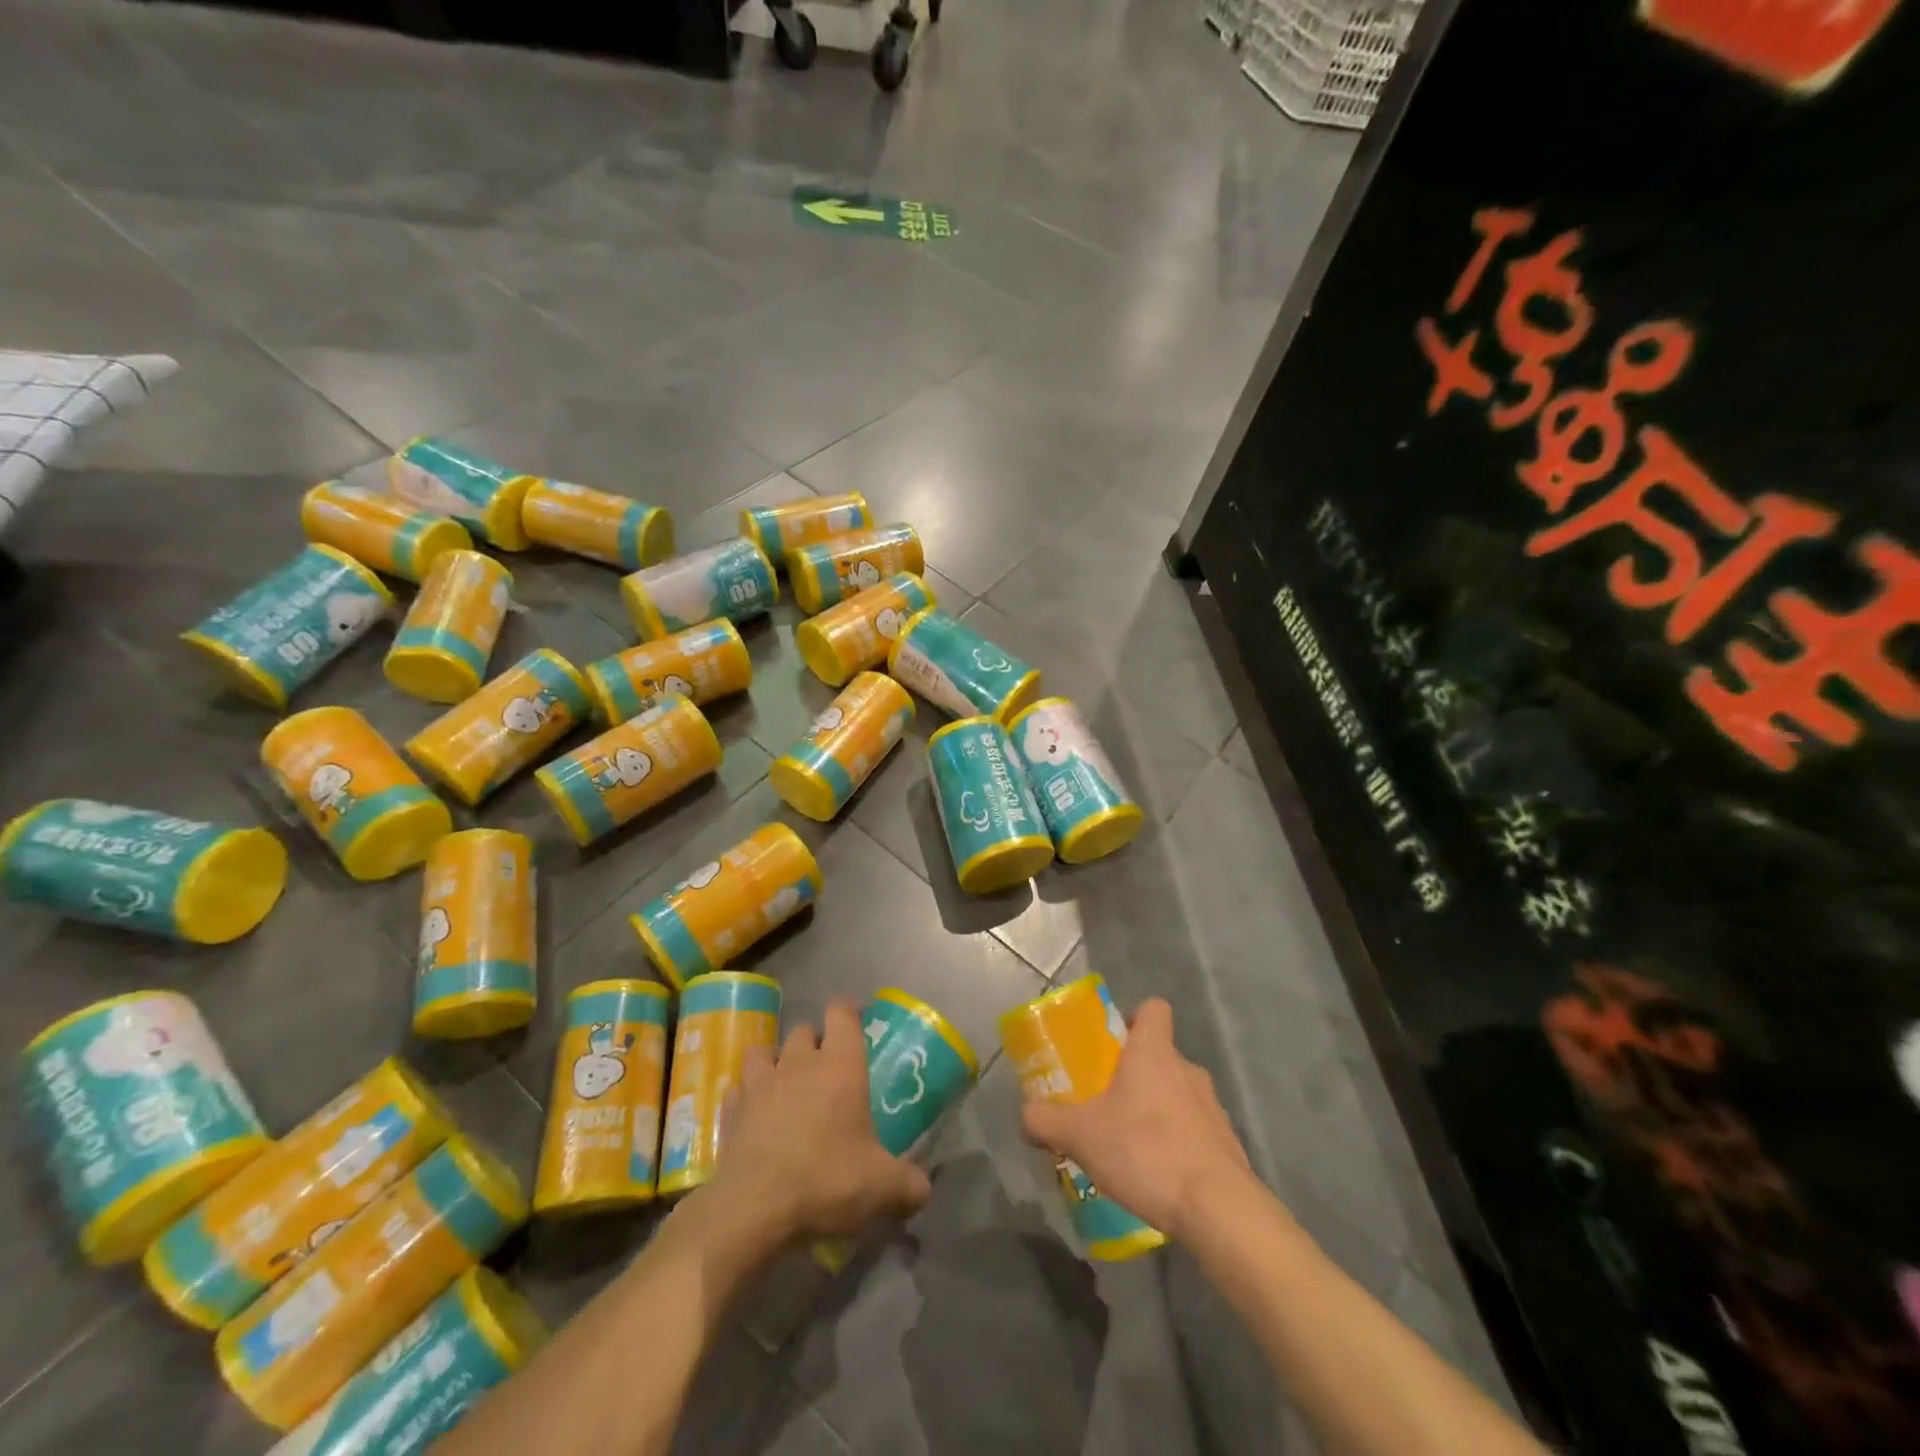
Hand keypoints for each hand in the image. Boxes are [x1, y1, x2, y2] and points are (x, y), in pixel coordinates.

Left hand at [709, 1000, 931, 1243]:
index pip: (841, 1013)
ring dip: (776, 1060)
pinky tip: (755, 1113)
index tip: (857, 1019)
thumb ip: (909, 1184)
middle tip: (828, 1067)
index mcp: (840, 1065)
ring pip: (766, 1050)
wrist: (753, 1209)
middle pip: (805, 1030)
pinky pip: (740, 1087)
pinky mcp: (731, 1108)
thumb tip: (924, 1189)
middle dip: (815, 1041)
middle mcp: (799, 1062)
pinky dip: (748, 1094)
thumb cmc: (825, 1181)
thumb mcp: (881, 1188)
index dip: (849, 1010)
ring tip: (786, 1083)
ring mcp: (760, 1082)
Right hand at [1020, 998, 1255, 1241]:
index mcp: (1154, 1052)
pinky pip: (1195, 1131)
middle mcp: (1187, 1069)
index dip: (1133, 1017)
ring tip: (1130, 1146)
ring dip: (1157, 1111)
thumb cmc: (1146, 1151)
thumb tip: (1026, 1115)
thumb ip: (1046, 1120)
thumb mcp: (1080, 1135)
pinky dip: (1177, 1143)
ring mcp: (1212, 1107)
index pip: (1153, 1008)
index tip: (1112, 1042)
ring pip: (1178, 1094)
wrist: (1219, 1209)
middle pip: (1160, 1055)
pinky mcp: (1227, 1144)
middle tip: (1106, 1103)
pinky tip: (1158, 1176)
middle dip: (1135, 1074)